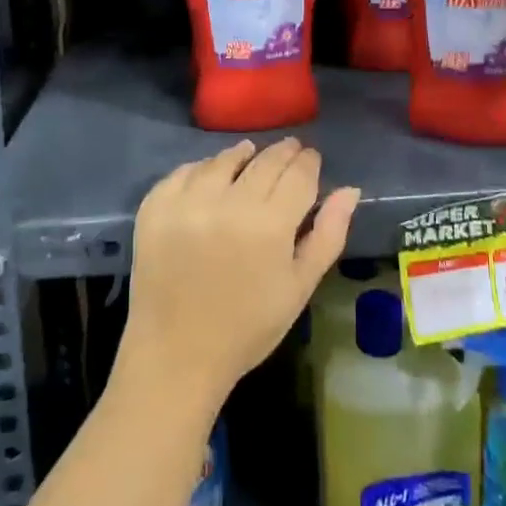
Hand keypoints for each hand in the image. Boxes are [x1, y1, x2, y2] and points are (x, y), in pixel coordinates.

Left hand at [117, 139, 359, 412]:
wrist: (177, 355)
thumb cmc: (248, 327)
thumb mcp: (299, 287)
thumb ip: (328, 234)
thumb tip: (350, 190)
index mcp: (270, 224)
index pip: (298, 174)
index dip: (308, 162)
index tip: (311, 158)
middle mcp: (229, 203)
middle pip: (264, 161)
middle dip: (282, 153)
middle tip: (290, 150)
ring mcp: (187, 203)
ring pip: (223, 160)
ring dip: (242, 155)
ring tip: (250, 155)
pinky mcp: (155, 208)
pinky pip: (184, 172)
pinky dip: (202, 169)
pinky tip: (211, 175)